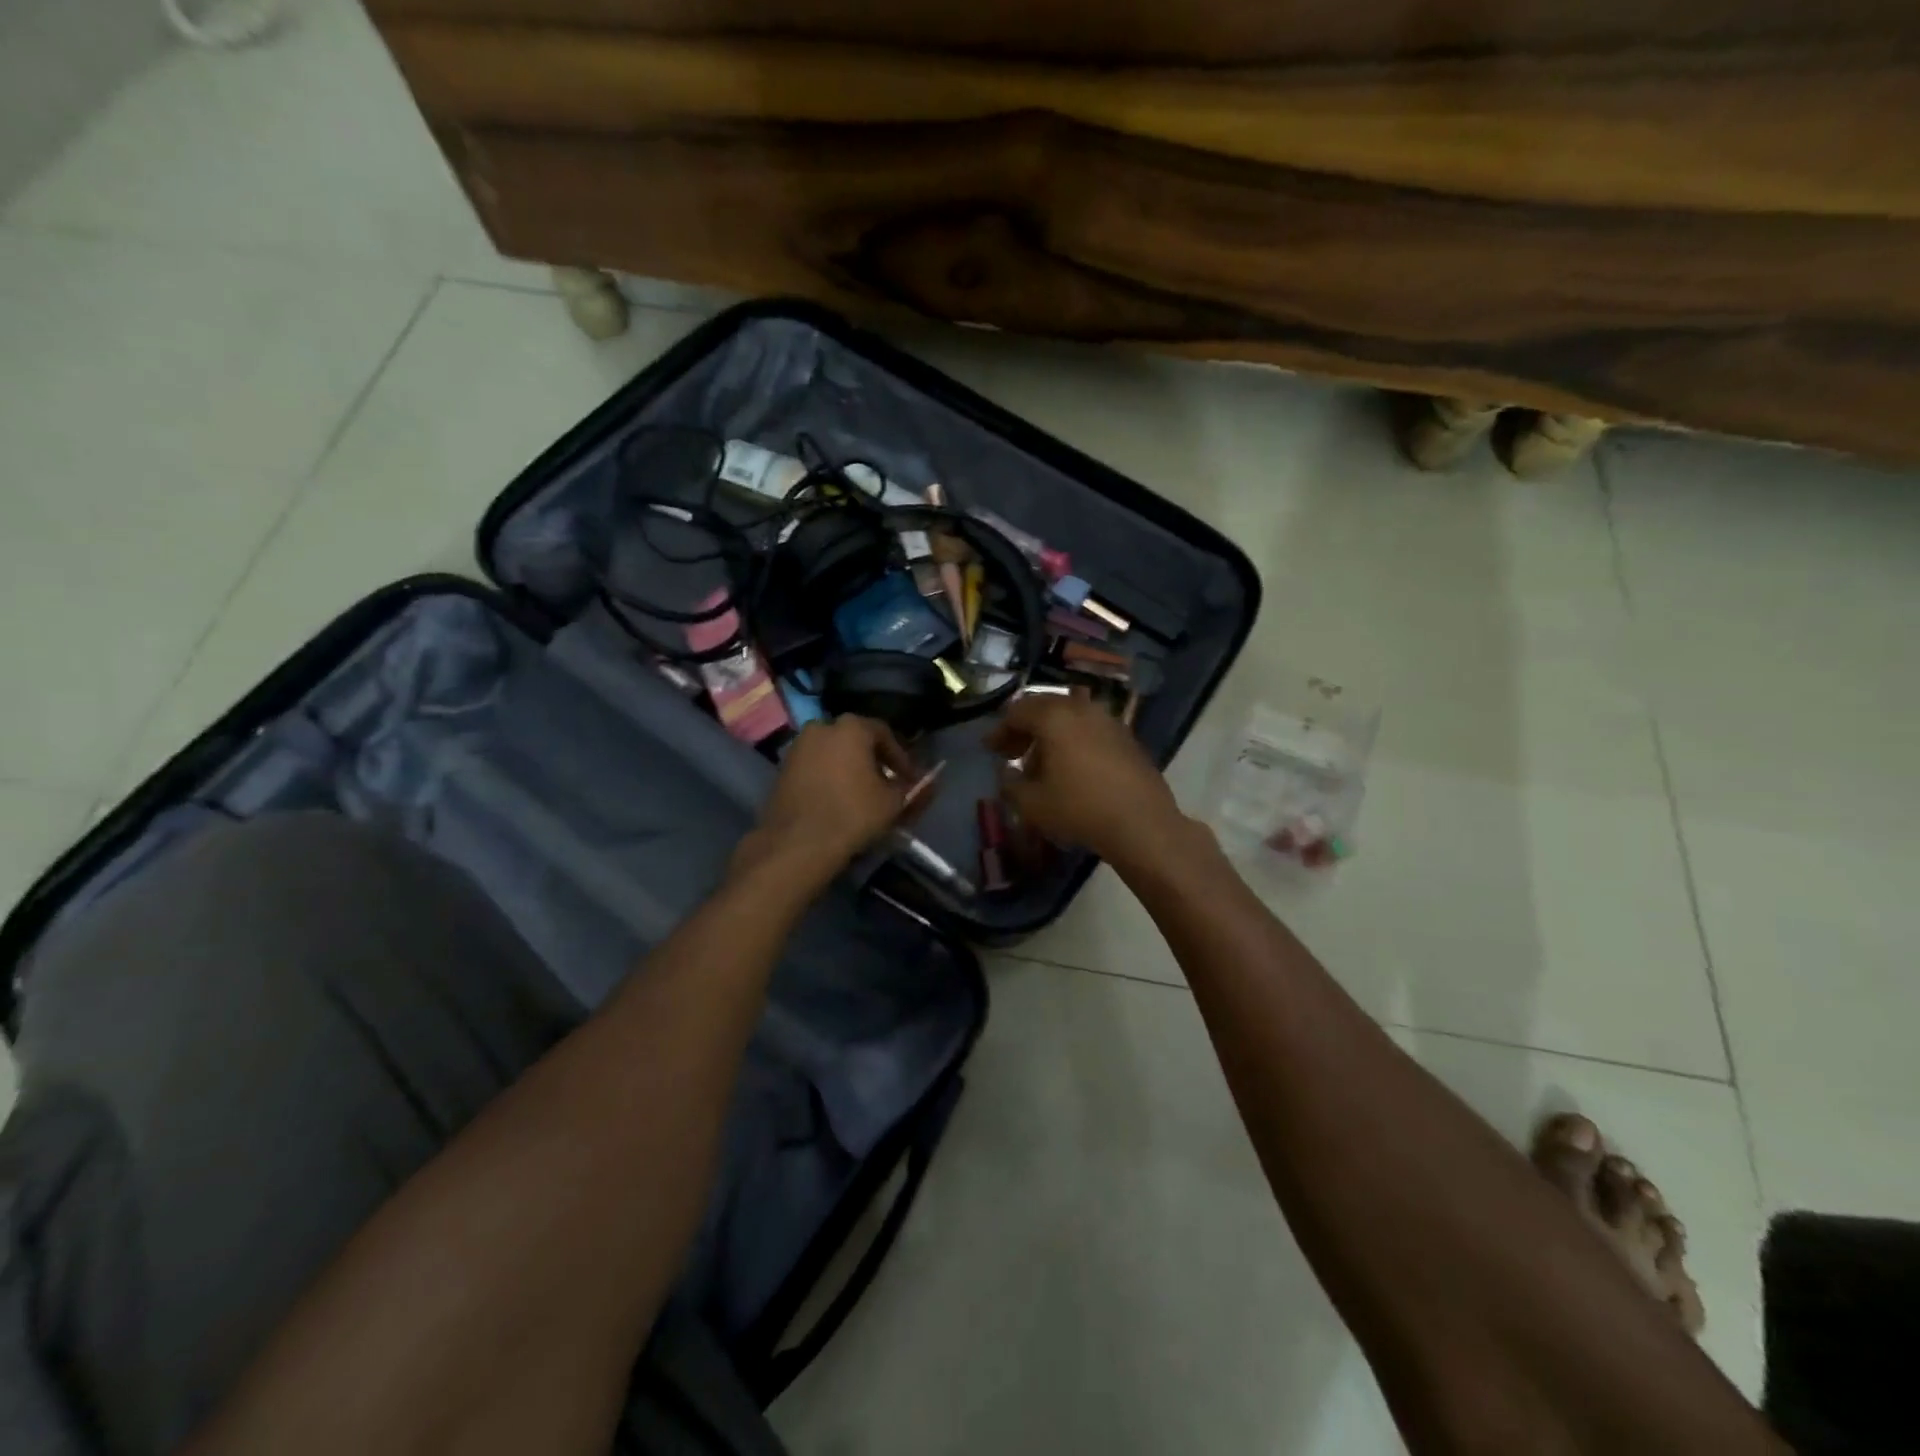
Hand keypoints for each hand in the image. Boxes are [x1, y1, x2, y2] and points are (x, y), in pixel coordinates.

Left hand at [740, 716, 918, 878]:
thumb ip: (914, 788)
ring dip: (851, 769)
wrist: (798, 843)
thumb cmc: (852, 814)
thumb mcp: (894, 802)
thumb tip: (931, 782)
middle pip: (857, 741)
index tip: (910, 779)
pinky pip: (816, 767)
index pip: (885, 734)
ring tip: (863, 796)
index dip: (901, 758)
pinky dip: (830, 778)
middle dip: (874, 761)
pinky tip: (839, 801)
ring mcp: (798, 747)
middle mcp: (821, 727)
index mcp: (851, 727)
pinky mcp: (783, 769)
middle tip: (887, 786)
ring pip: (834, 753)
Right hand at [985, 693, 1187, 866]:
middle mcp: (1082, 709)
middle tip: (1012, 752)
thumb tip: (1007, 772)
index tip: (990, 750)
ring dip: (1050, 735)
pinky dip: (1074, 741)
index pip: (1018, 711)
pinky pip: (1090, 730)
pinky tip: (1072, 769)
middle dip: (1024, 728)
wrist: (1141, 824)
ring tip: (1041, 764)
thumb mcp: (1031, 804)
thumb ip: (1010, 784)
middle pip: (1045, 708)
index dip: (1000, 731)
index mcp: (1054, 717)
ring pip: (1070, 718)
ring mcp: (1109, 721)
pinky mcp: (1127, 738)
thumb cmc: (1079, 809)